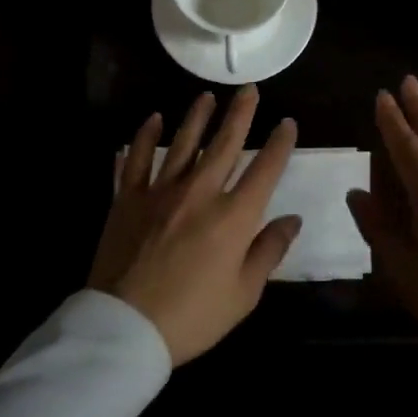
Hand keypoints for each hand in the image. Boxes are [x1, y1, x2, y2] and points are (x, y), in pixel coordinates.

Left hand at [90, 85, 301, 364]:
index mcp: (234, 217)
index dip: (279, 144)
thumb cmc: (193, 317)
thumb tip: (292, 219)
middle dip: (240, 114)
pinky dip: (145, 137)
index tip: (287, 123)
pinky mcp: (127, 199)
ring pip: (183, 143)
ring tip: (207, 96)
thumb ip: (269, 251)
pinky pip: (137, 159)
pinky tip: (153, 119)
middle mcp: (200, 193)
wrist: (125, 327)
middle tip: (249, 89)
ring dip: (197, 117)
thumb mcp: (244, 294)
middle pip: (225, 144)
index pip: (265, 170)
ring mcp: (160, 192)